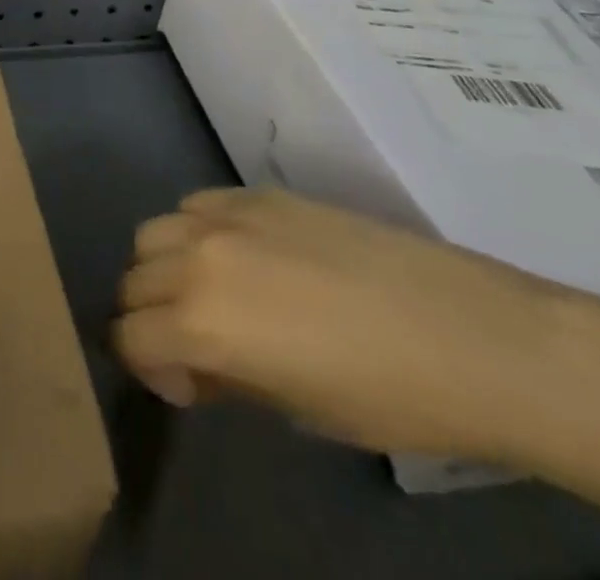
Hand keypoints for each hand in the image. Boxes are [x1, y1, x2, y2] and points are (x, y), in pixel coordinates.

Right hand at [114, 188, 564, 460]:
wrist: (470, 335)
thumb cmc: (388, 398)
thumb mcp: (293, 407)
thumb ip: (223, 376)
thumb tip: (193, 363)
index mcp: (202, 320)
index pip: (129, 334)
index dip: (148, 366)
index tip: (189, 386)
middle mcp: (197, 255)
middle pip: (133, 277)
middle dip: (151, 316)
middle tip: (198, 345)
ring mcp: (227, 215)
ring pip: (156, 231)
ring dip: (166, 266)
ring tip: (214, 293)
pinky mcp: (258, 193)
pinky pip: (198, 205)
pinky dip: (198, 231)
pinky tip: (243, 256)